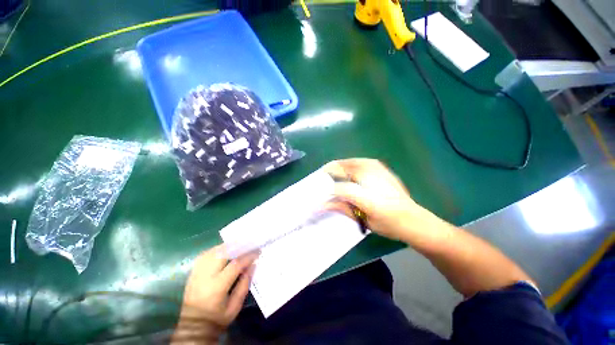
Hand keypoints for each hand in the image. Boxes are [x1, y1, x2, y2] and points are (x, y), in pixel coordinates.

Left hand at [173, 245, 258, 343]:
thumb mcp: (235, 307)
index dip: (248, 256)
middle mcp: (205, 277)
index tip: (257, 252)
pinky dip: (216, 249)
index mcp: (217, 287)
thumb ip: (244, 284)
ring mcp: (197, 273)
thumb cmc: (217, 318)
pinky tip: (224, 250)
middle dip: (238, 246)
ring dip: (227, 246)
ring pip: (213, 251)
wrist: (193, 326)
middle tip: (248, 244)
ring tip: (238, 245)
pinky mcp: (193, 272)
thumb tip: (252, 265)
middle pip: (222, 253)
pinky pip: (205, 254)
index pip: (235, 265)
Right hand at [323, 159, 450, 246]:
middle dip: (331, 171)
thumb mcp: (364, 221)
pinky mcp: (383, 169)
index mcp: (369, 198)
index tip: (320, 194)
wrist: (414, 219)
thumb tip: (322, 205)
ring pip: (353, 162)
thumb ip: (343, 209)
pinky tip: (349, 168)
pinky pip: (362, 161)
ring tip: (332, 170)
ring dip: (340, 165)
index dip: (328, 191)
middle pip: (345, 169)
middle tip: (322, 177)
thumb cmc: (389, 224)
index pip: (341, 189)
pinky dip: (351, 163)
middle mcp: (373, 181)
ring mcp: (379, 172)